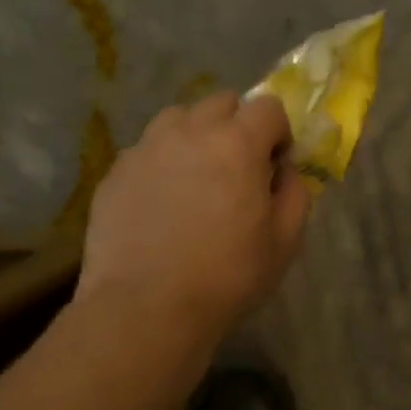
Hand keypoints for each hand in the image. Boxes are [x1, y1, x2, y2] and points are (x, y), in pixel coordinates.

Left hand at [79, 92, 310, 330]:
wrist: (146, 307)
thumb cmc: (227, 275)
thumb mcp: (285, 241)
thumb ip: (295, 194)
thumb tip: (284, 172)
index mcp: (237, 143)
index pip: (268, 106)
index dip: (279, 133)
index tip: (276, 166)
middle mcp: (190, 132)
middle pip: (221, 102)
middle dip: (238, 125)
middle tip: (238, 168)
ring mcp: (146, 148)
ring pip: (178, 118)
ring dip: (196, 135)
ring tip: (197, 177)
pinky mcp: (116, 171)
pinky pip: (147, 149)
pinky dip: (163, 162)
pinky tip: (163, 203)